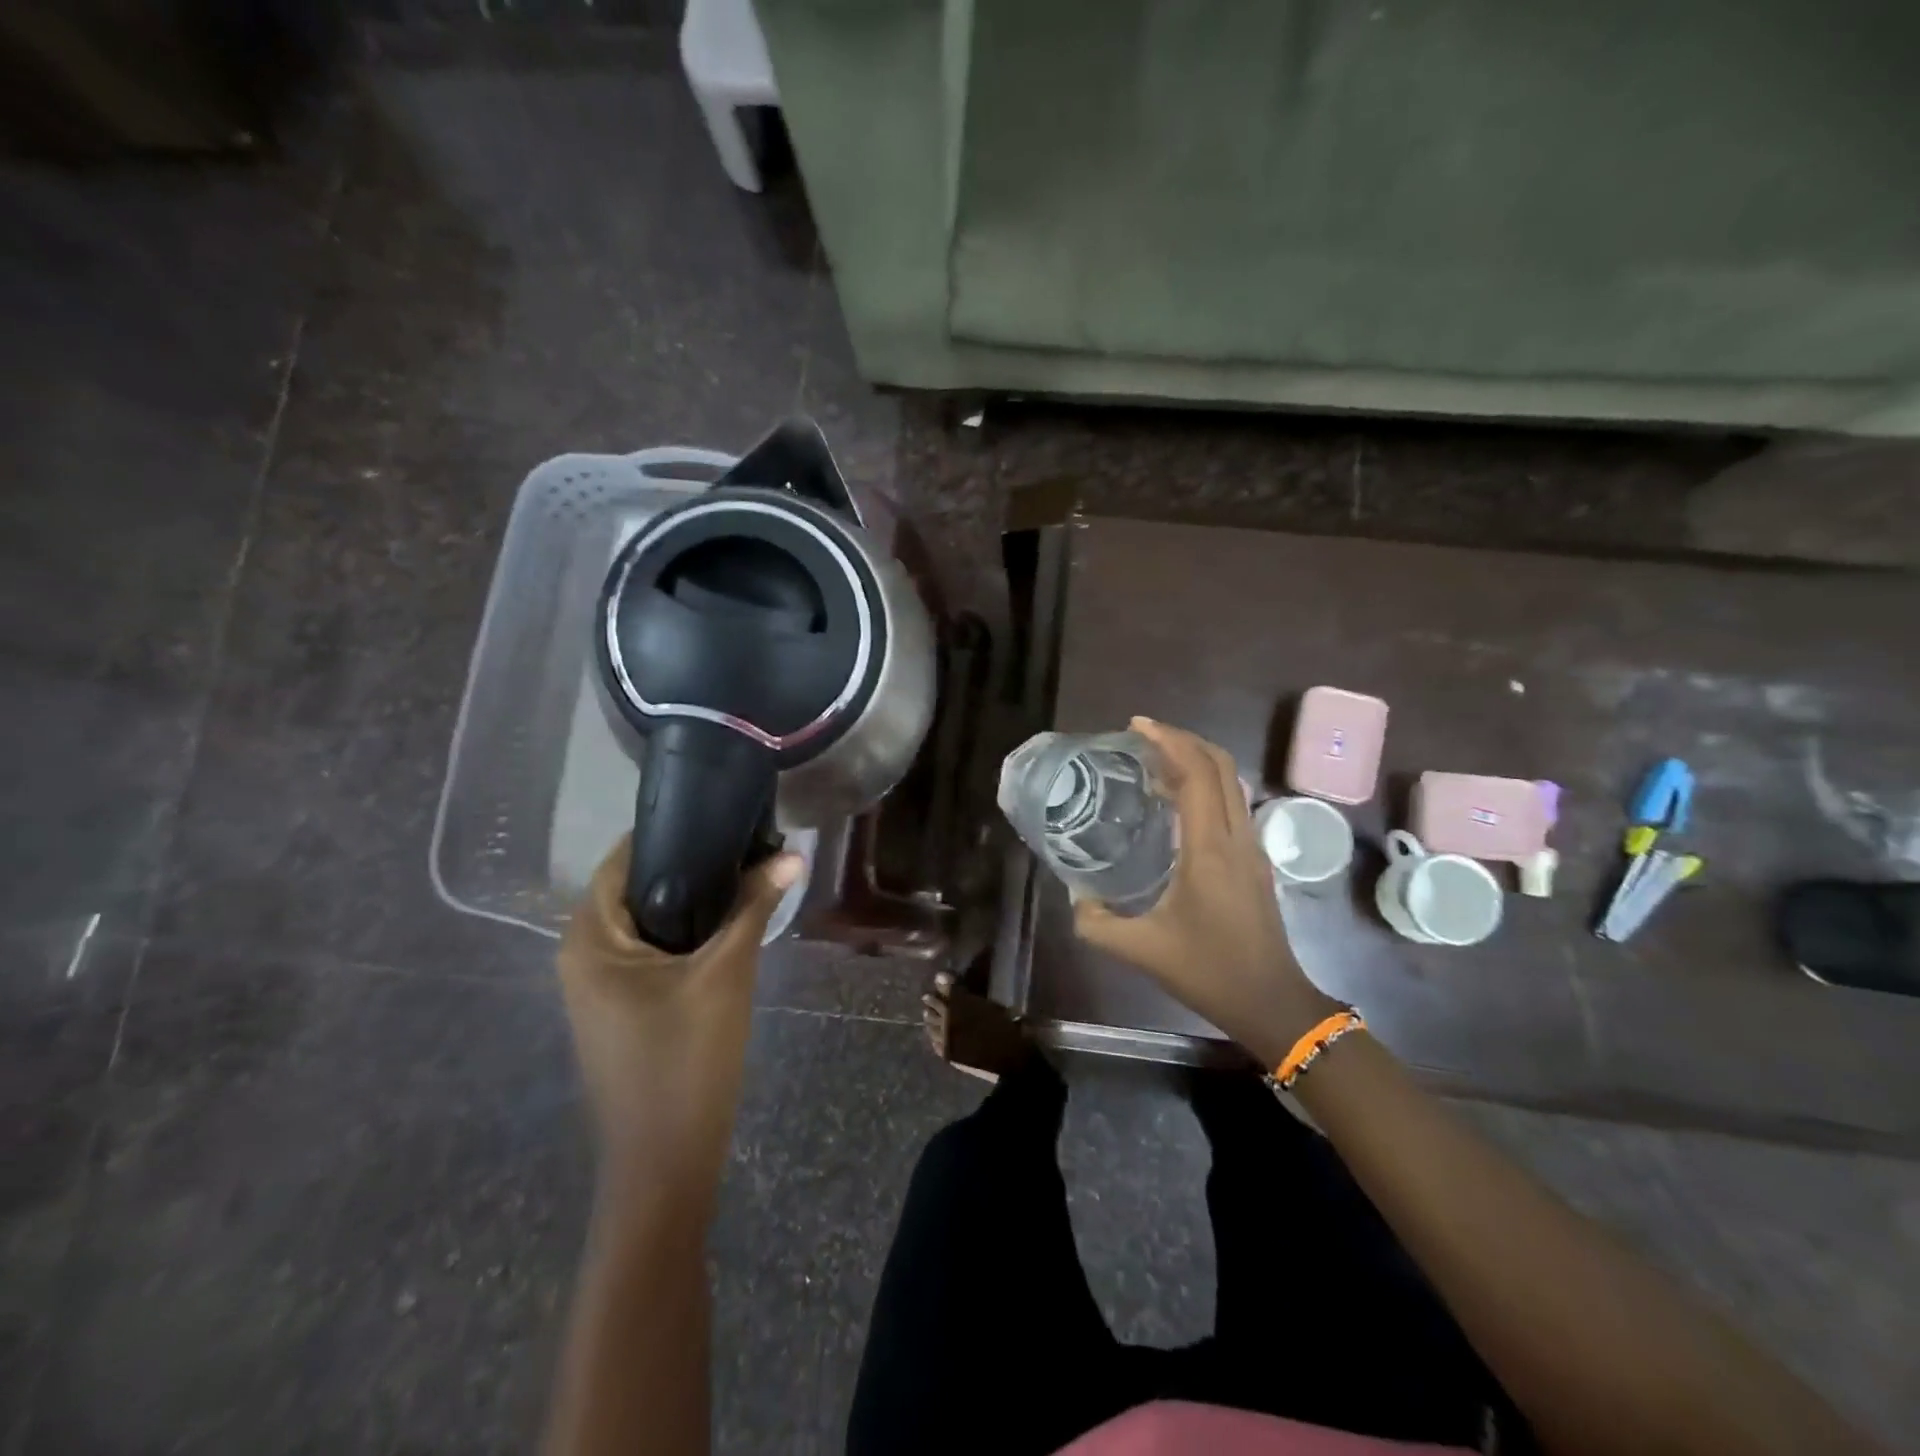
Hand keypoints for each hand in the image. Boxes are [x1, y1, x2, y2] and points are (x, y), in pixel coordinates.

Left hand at [557, 836, 802, 1202]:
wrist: (667, 1162)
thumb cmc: (685, 1059)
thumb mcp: (726, 972)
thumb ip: (755, 906)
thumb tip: (793, 853)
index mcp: (590, 937)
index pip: (625, 858)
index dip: (674, 833)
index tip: (725, 814)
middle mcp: (584, 953)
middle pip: (640, 888)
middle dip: (694, 866)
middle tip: (750, 844)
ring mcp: (601, 984)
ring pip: (652, 921)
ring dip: (697, 900)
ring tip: (750, 873)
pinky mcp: (623, 1007)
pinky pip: (655, 950)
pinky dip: (690, 932)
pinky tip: (733, 922)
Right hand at [1073, 717, 1339, 1068]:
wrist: (1272, 1002)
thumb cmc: (1209, 972)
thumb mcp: (1142, 950)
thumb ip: (1097, 924)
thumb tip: (1074, 898)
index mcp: (1209, 849)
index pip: (1197, 773)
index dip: (1168, 741)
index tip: (1136, 726)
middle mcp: (1236, 836)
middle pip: (1220, 765)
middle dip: (1183, 739)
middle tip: (1142, 736)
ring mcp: (1252, 846)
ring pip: (1231, 782)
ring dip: (1196, 760)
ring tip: (1153, 762)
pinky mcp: (1255, 860)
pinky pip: (1232, 804)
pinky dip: (1205, 786)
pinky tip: (1175, 803)